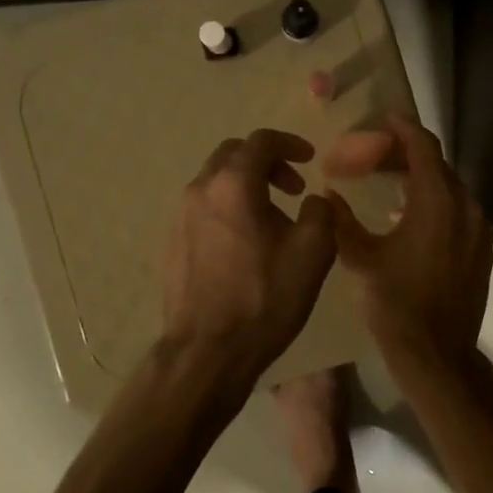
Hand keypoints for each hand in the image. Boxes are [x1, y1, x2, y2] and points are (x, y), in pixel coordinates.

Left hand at [160, 129, 336, 411]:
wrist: (208, 351)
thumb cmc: (265, 298)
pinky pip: (204, 207)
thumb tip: (313, 200)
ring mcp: (180, 216)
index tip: (310, 159)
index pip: (261, 141)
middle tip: (292, 187)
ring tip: (272, 218)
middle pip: (233, 154)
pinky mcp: (172, 241)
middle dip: (266, 162)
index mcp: (233, 185)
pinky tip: (246, 241)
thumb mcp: (313, 252)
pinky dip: (228, 207)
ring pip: (215, 181)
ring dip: (246, 185)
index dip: (290, 144)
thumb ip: (320, 212)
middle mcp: (200, 190)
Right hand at [323, 114, 492, 366]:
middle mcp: (466, 207)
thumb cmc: (396, 303)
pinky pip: (459, 210)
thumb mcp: (362, 259)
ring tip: (390, 182)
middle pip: (439, 165)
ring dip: (423, 178)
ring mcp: (480, 229)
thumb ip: (342, 221)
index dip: (404, 128)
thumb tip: (328, 196)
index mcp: (438, 202)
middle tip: (377, 153)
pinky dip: (437, 202)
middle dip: (409, 154)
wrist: (437, 354)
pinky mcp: (483, 249)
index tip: (385, 118)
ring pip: (451, 188)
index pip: (424, 148)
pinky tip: (410, 216)